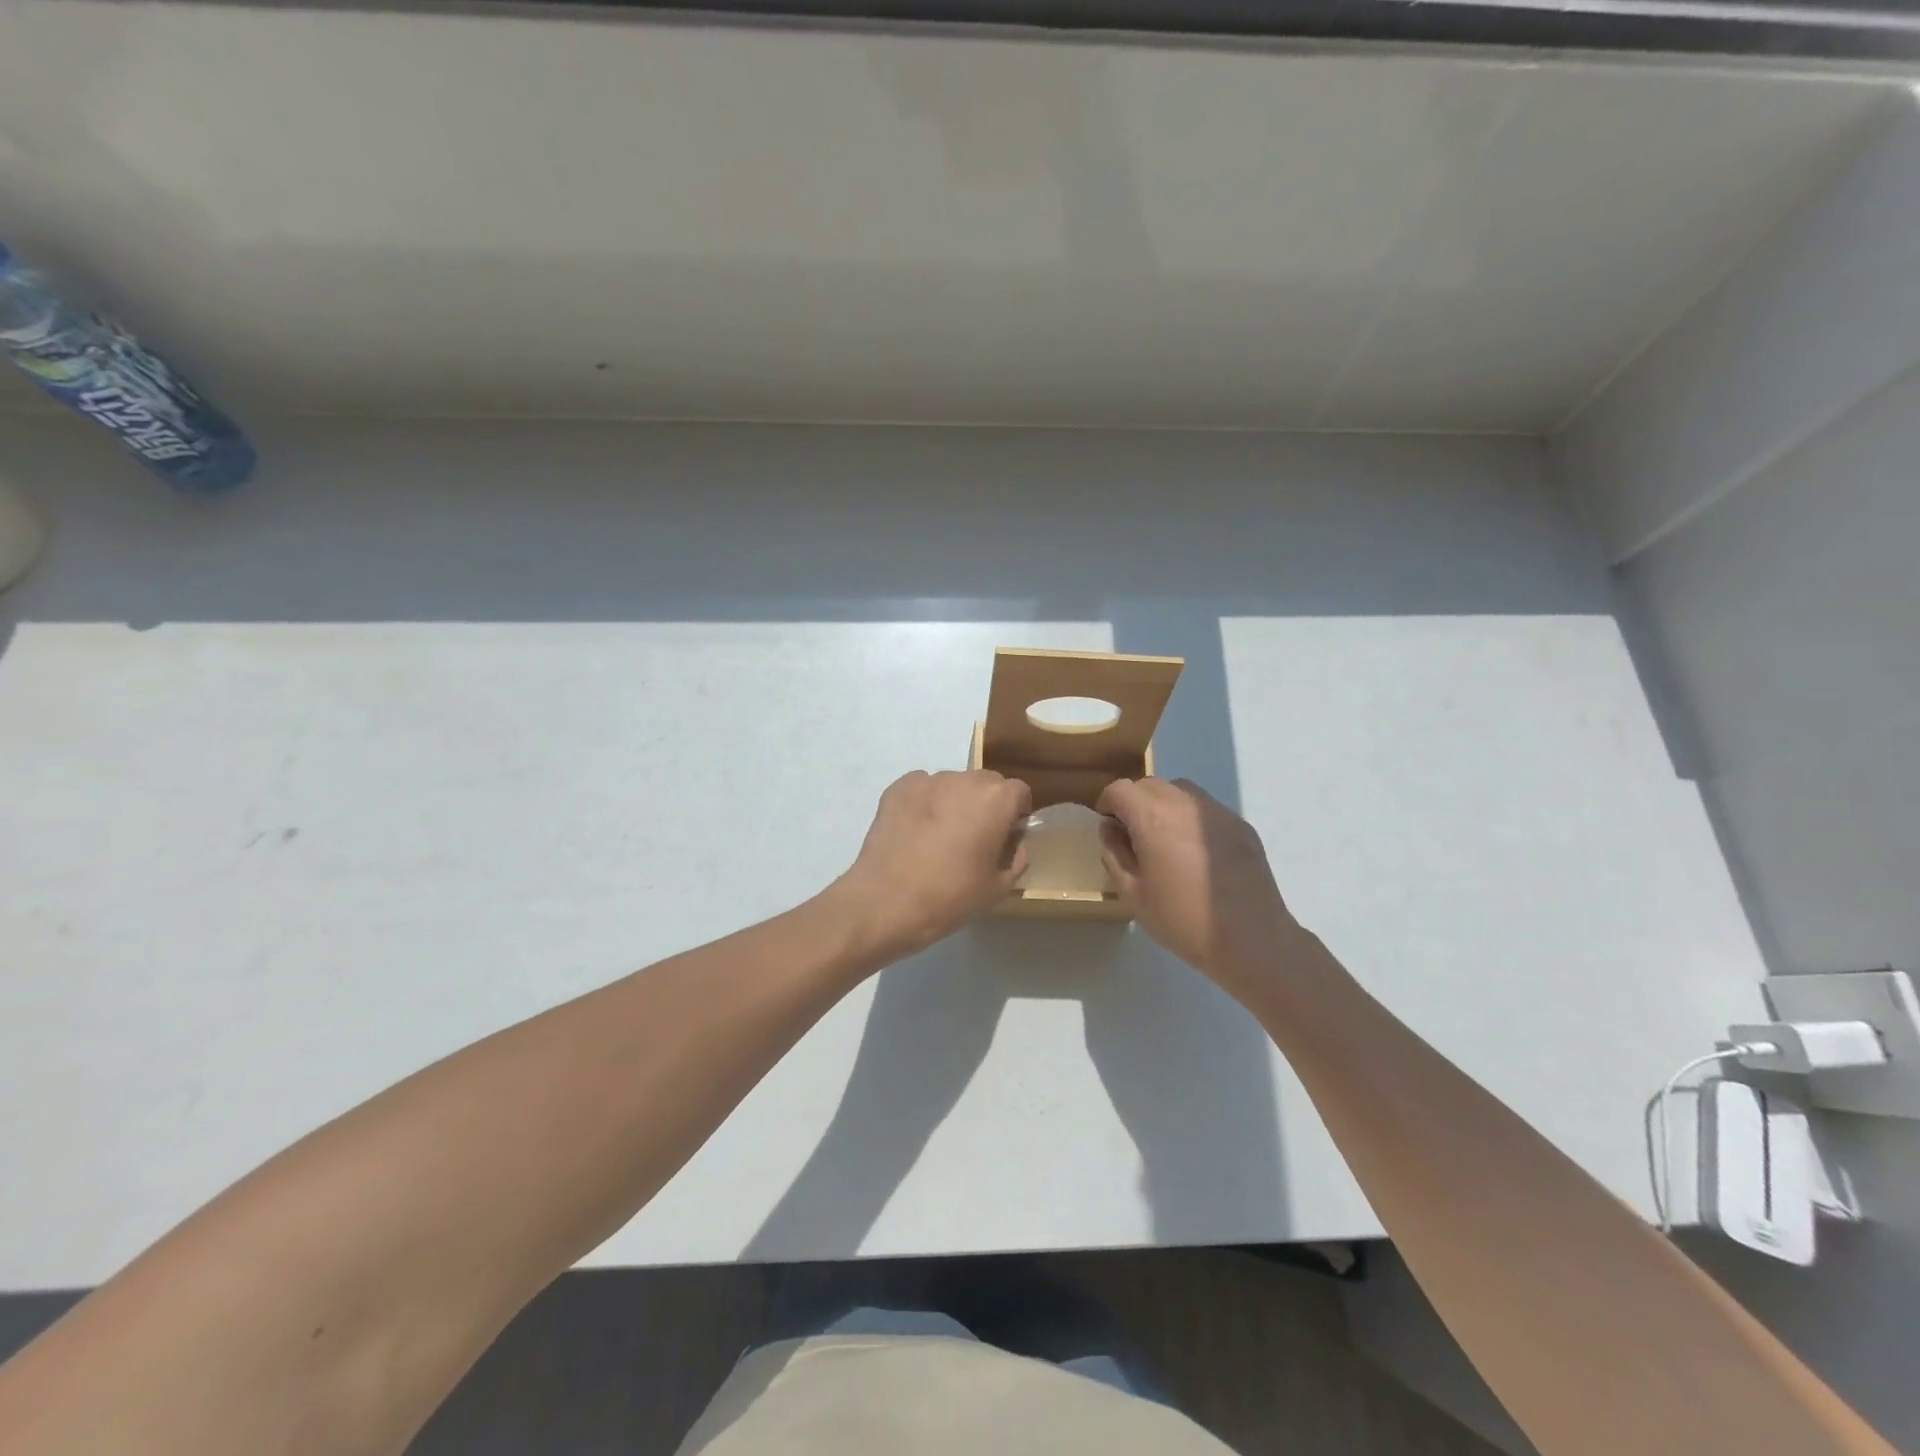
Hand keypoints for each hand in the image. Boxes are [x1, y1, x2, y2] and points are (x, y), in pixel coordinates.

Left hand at [831, 770, 1032, 959]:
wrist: (885, 901)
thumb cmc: (950, 896)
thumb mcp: (997, 888)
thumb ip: (1016, 859)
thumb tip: (1014, 843)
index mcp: (995, 799)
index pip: (1019, 792)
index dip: (1017, 813)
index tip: (1008, 835)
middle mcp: (964, 779)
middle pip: (986, 783)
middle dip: (987, 804)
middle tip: (976, 838)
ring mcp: (927, 780)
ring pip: (953, 785)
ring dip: (955, 802)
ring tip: (940, 837)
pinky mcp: (897, 788)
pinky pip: (922, 789)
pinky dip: (925, 803)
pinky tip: (916, 832)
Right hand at [1096, 777, 1298, 983]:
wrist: (1252, 940)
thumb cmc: (1183, 920)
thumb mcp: (1134, 894)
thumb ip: (1115, 854)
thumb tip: (1110, 829)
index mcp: (1153, 818)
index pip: (1120, 790)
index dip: (1107, 803)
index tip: (1108, 826)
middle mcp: (1185, 803)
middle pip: (1150, 785)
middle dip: (1135, 802)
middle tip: (1133, 836)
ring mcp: (1217, 812)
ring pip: (1180, 791)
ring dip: (1164, 805)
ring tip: (1166, 841)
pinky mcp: (1240, 825)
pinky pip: (1206, 809)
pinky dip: (1191, 819)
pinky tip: (1196, 854)